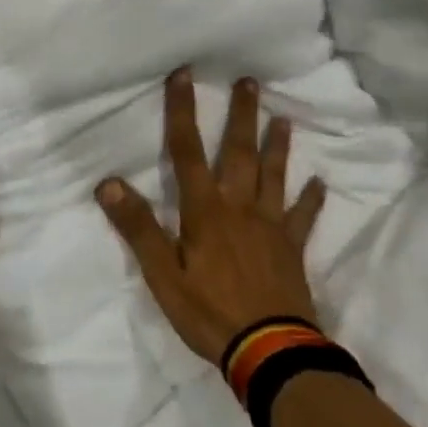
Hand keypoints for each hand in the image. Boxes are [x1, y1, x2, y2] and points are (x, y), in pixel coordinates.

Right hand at [96, 70, 327, 366]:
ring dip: (278, 146)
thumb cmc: (209, 312)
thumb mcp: (162, 274)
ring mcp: (270, 226)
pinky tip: (319, 183)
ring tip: (284, 118)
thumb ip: (138, 227)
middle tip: (250, 81)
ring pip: (274, 176)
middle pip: (239, 152)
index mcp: (205, 210)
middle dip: (240, 115)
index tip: (184, 75)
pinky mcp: (292, 249)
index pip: (187, 151)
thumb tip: (108, 182)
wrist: (269, 351)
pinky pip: (303, 218)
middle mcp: (239, 207)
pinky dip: (311, 200)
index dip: (182, 111)